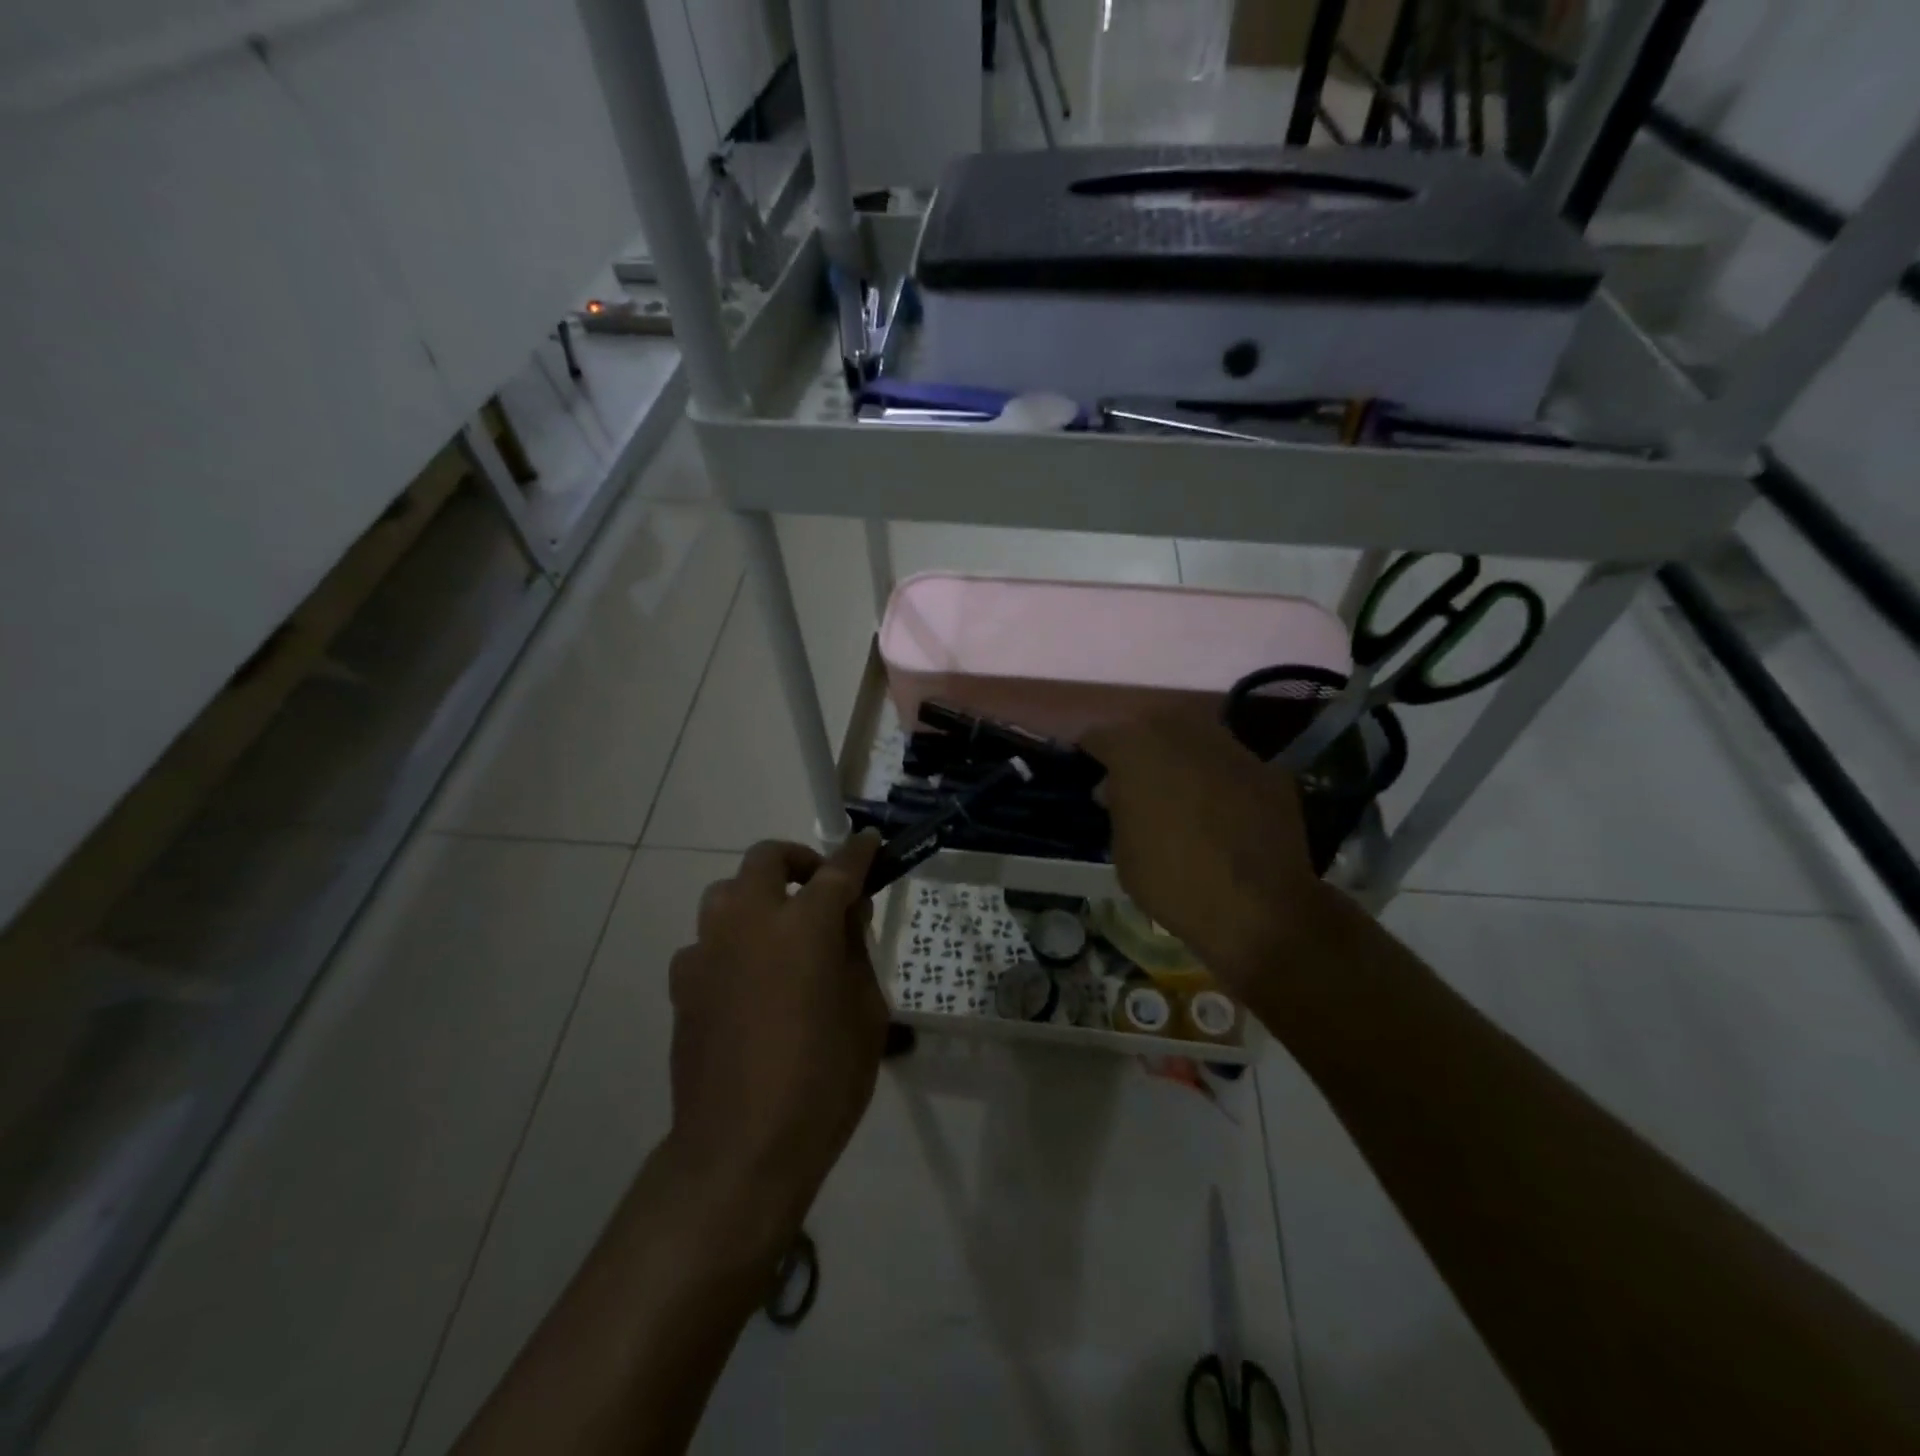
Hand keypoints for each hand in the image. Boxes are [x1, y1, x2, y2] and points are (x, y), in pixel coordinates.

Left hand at [665, 832, 885, 1247]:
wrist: (741, 1148)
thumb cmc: (824, 1081)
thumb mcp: (865, 1013)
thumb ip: (855, 952)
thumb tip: (846, 915)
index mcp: (803, 926)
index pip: (837, 871)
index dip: (858, 853)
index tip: (870, 843)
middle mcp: (749, 922)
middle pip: (766, 859)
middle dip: (797, 861)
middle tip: (820, 887)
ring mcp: (708, 951)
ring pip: (726, 893)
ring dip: (756, 898)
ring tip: (779, 933)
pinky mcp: (683, 984)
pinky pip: (707, 942)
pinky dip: (731, 944)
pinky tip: (746, 981)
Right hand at [1082, 712, 1330, 997]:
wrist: (1258, 910)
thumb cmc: (1173, 882)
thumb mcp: (1123, 851)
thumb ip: (1118, 808)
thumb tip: (1117, 790)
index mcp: (1135, 749)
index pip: (1099, 735)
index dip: (1092, 755)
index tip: (1090, 773)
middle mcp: (1182, 734)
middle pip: (1149, 728)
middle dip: (1139, 751)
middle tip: (1135, 782)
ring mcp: (1230, 747)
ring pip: (1194, 740)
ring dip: (1181, 760)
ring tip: (1180, 793)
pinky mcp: (1267, 769)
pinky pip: (1230, 765)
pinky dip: (1221, 780)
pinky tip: (1223, 811)